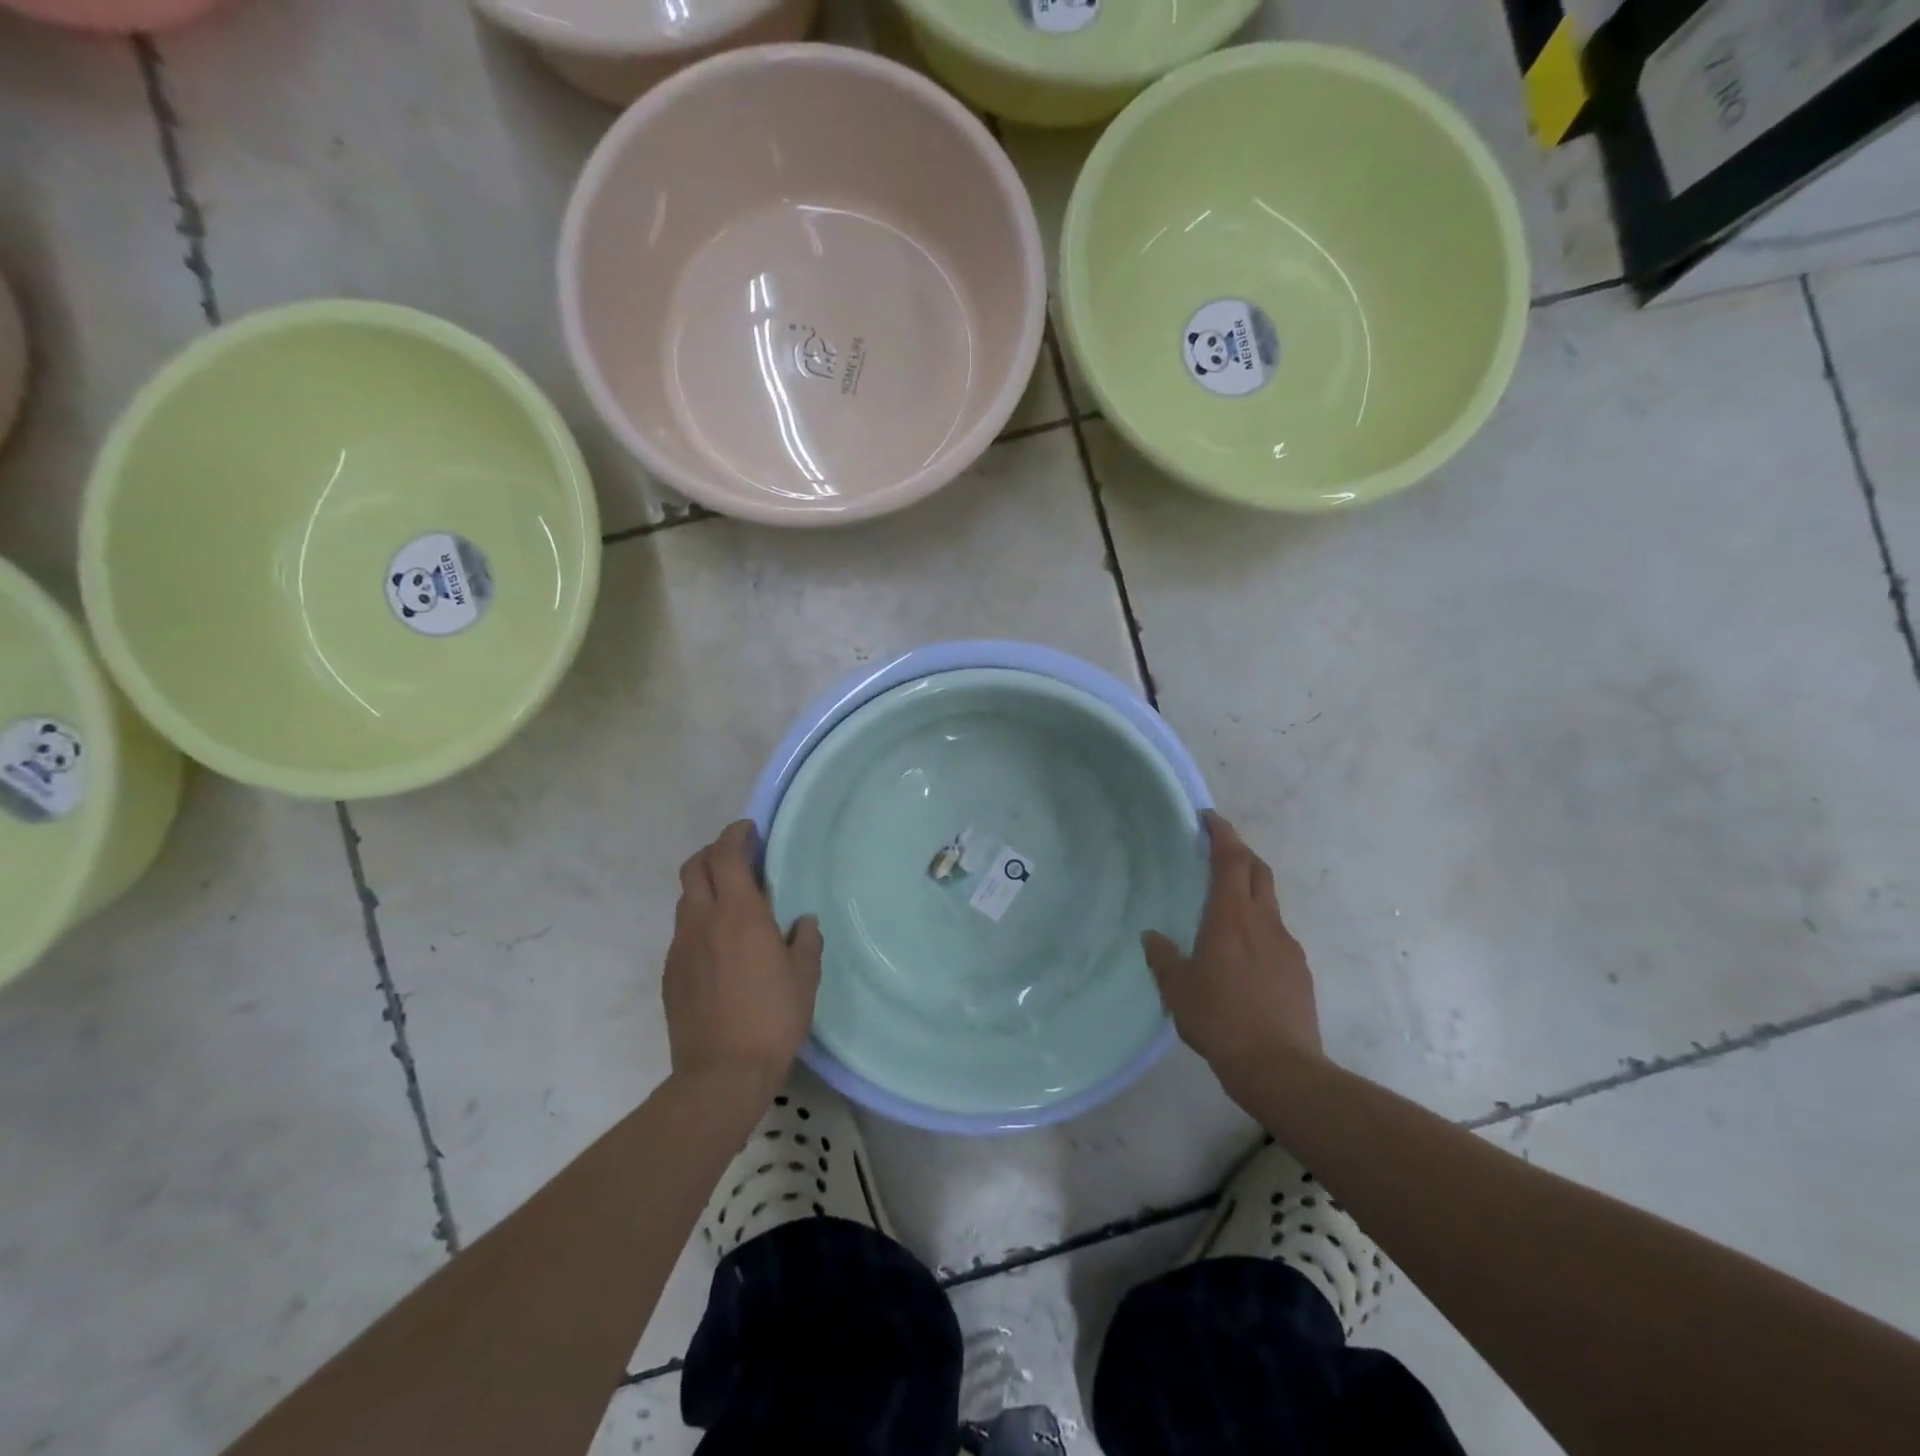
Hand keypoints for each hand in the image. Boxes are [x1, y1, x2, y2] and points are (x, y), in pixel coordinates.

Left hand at [664, 821, 822, 1091]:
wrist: (721, 1074)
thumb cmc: (773, 1017)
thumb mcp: (805, 976)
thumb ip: (805, 941)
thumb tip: (801, 923)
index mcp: (739, 913)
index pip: (727, 855)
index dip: (736, 835)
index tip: (750, 830)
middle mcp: (702, 921)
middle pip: (694, 868)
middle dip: (713, 853)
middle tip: (738, 858)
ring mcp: (680, 948)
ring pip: (686, 900)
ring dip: (705, 888)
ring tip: (731, 904)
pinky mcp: (670, 974)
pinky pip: (683, 933)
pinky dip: (699, 923)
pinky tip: (719, 947)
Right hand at [1143, 812, 1322, 1091]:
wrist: (1279, 1066)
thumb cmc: (1220, 1018)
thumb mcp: (1177, 989)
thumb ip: (1163, 957)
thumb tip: (1153, 937)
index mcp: (1232, 917)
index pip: (1231, 859)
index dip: (1222, 833)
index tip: (1208, 818)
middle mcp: (1264, 922)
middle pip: (1258, 871)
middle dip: (1240, 853)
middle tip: (1217, 852)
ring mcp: (1287, 946)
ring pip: (1270, 903)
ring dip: (1250, 892)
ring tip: (1226, 909)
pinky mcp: (1299, 971)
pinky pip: (1277, 935)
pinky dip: (1259, 928)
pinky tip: (1244, 956)